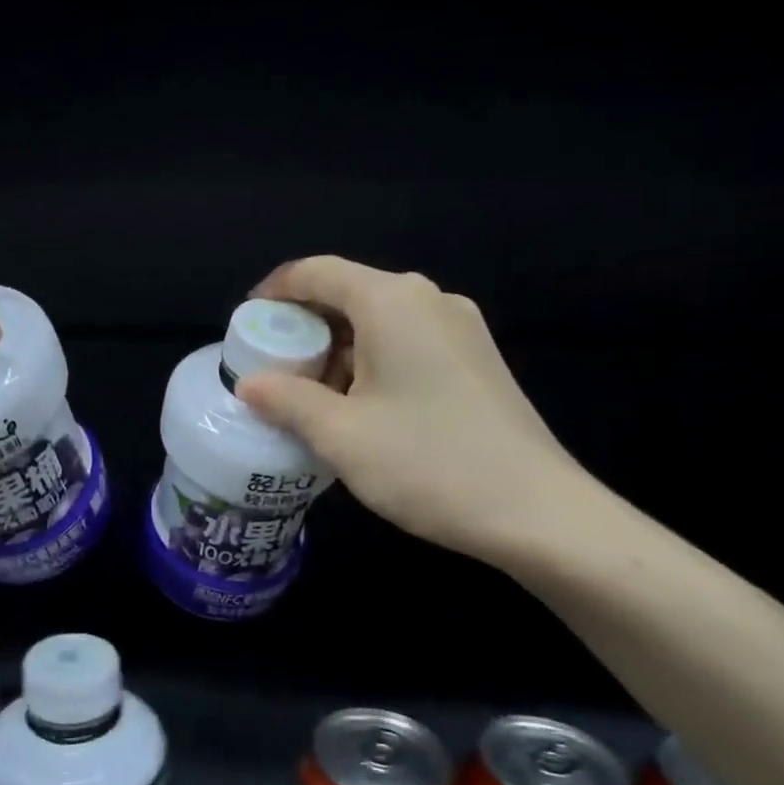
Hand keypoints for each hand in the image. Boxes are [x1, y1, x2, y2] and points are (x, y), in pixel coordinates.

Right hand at [236, 256, 589, 567]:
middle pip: (348, 293)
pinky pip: (407, 341)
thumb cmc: (427, 463)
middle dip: (303, 327)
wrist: (537, 512)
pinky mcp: (476, 358)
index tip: (245, 324)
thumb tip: (249, 384)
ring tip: (310, 396)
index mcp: (391, 301)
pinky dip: (370, 360)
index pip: (316, 272)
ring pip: (378, 320)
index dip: (273, 291)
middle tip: (271, 368)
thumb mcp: (339, 435)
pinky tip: (359, 406)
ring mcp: (460, 328)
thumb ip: (285, 400)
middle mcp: (428, 300)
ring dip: (337, 348)